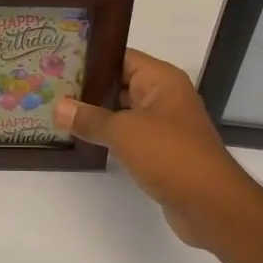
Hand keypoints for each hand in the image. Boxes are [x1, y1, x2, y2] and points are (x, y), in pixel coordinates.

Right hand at [55, 49, 262, 248]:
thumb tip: (59, 106)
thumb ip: (90, 118)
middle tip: (51, 87)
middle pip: (120, 83)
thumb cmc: (170, 154)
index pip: (121, 57)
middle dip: (88, 87)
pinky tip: (82, 138)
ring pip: (123, 111)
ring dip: (96, 113)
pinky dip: (109, 136)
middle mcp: (164, 97)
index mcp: (161, 80)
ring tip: (59, 111)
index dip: (92, 58)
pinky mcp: (161, 151)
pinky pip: (129, 135)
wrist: (211, 204)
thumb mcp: (124, 131)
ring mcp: (164, 125)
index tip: (59, 60)